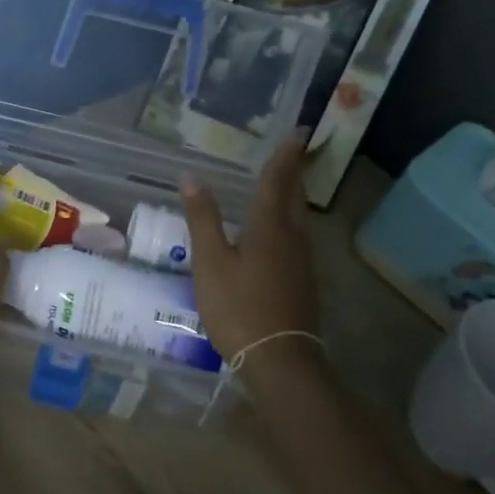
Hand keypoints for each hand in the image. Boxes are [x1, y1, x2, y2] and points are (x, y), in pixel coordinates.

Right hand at [181, 133, 320, 364]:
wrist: (281, 362)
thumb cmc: (240, 307)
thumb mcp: (211, 262)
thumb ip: (203, 218)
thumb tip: (192, 176)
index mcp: (270, 227)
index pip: (278, 181)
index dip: (285, 156)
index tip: (299, 132)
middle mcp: (292, 238)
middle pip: (295, 196)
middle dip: (294, 171)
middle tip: (294, 150)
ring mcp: (302, 262)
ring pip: (299, 218)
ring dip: (294, 195)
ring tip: (285, 182)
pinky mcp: (302, 282)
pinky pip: (297, 237)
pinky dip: (290, 220)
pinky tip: (279, 231)